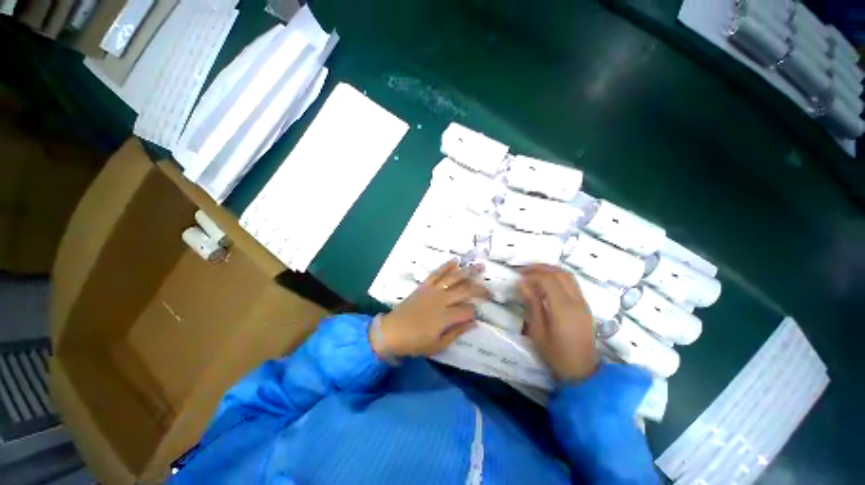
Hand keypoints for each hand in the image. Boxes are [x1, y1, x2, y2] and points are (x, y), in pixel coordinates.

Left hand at [374, 261, 488, 357]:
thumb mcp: (438, 345)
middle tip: (489, 288)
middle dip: (479, 288)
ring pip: (453, 278)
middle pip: (465, 290)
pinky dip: (446, 266)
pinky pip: (437, 273)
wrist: (392, 331)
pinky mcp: (424, 286)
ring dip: (467, 271)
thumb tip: (474, 323)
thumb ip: (456, 333)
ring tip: (479, 266)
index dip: (474, 313)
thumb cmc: (415, 342)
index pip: (467, 310)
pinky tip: (455, 261)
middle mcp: (441, 300)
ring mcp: (433, 290)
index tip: (474, 317)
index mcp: (445, 317)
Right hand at [519, 264, 598, 381]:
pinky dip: (558, 277)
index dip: (532, 275)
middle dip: (541, 268)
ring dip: (550, 270)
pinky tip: (547, 284)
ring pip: (568, 275)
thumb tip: (523, 283)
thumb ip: (532, 304)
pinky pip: (572, 283)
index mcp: (563, 308)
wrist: (583, 372)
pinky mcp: (585, 306)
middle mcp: (576, 301)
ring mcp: (583, 302)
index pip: (548, 280)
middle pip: (560, 273)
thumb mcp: (538, 331)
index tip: (519, 279)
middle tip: (524, 271)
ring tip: (534, 274)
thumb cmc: (556, 354)